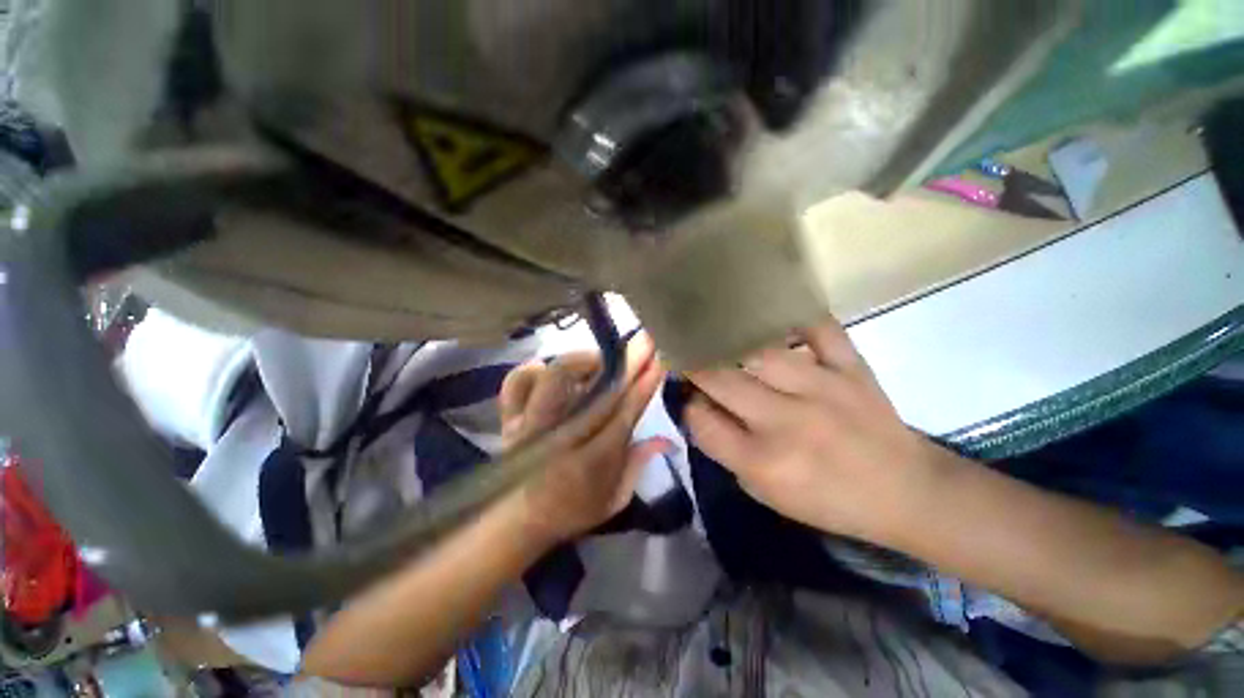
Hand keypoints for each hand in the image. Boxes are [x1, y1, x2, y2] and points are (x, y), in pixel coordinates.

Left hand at [498, 334, 669, 544]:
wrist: (515, 522)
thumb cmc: (571, 512)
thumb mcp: (614, 500)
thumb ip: (639, 465)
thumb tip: (667, 438)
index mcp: (590, 464)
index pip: (623, 415)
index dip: (643, 386)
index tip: (658, 361)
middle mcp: (560, 440)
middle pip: (596, 393)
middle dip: (625, 363)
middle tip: (642, 342)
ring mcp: (531, 426)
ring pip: (555, 379)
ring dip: (582, 362)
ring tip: (598, 361)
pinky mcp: (510, 418)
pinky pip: (517, 382)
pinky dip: (534, 369)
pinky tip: (550, 369)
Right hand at [686, 318, 951, 544]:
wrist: (907, 493)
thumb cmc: (829, 501)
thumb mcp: (766, 493)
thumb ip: (726, 450)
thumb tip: (701, 408)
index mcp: (764, 461)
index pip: (702, 421)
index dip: (689, 407)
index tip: (690, 399)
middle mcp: (787, 421)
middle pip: (721, 380)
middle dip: (696, 368)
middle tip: (691, 360)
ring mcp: (823, 389)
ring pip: (759, 352)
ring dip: (732, 345)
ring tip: (723, 340)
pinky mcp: (852, 369)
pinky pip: (820, 330)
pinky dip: (797, 320)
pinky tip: (777, 319)